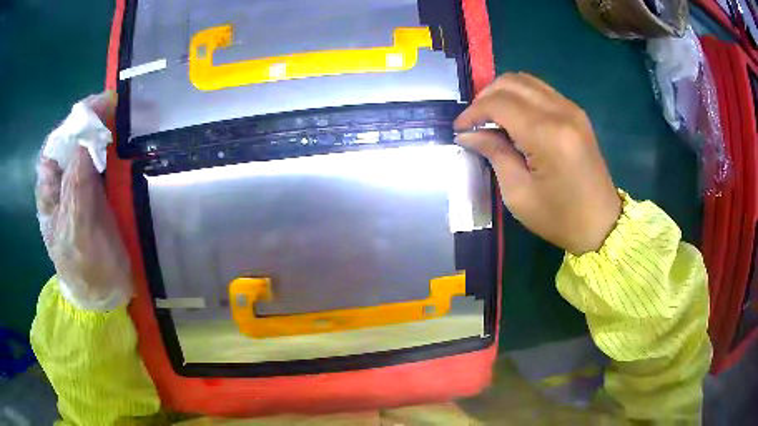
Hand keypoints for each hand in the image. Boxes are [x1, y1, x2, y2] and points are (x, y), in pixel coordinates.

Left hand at [35, 91, 131, 309]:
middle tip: (119, 108)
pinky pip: (106, 162)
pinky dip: (117, 149)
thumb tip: (87, 133)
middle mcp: (64, 179)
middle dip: (94, 120)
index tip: (101, 106)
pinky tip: (129, 144)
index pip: (58, 141)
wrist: (104, 294)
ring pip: (91, 147)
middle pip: (75, 138)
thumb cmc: (85, 268)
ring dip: (108, 131)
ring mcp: (82, 184)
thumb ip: (76, 185)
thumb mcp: (76, 230)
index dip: (77, 120)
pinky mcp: (101, 191)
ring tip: (127, 120)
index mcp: (50, 188)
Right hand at [454, 73, 620, 254]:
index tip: (459, 129)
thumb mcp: (519, 194)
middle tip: (473, 121)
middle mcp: (561, 112)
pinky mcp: (577, 113)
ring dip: (502, 93)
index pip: (499, 103)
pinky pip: (541, 90)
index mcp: (547, 135)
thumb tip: (469, 134)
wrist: (602, 224)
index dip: (473, 112)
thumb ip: (495, 154)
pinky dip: (520, 96)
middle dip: (485, 97)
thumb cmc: (560, 218)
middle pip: (512, 83)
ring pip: (526, 81)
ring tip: (489, 117)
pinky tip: (513, 117)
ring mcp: (572, 109)